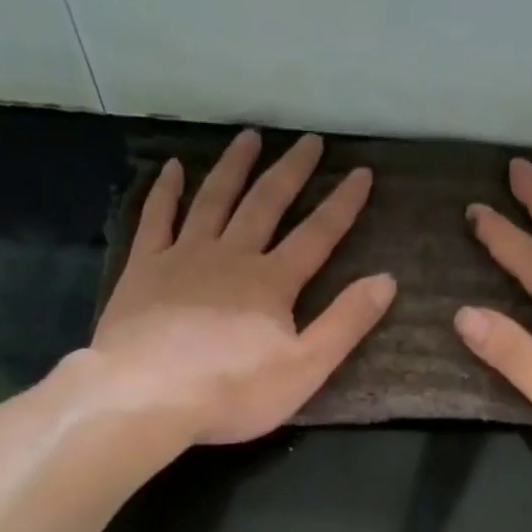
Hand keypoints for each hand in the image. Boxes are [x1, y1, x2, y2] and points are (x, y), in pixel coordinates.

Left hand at [90, 130, 394, 445]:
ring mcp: (183, 256)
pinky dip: (167, 191)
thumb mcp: (305, 368)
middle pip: (266, 204)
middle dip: (291, 171)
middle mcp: (231, 255)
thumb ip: (345, 323)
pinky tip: (172, 168)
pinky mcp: (144, 268)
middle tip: (309, 140)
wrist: (148, 394)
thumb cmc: (232, 391)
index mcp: (272, 282)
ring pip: (214, 199)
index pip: (317, 235)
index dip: (342, 204)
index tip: (361, 172)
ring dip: (235, 167)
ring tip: (250, 136)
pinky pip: (157, 218)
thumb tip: (387, 280)